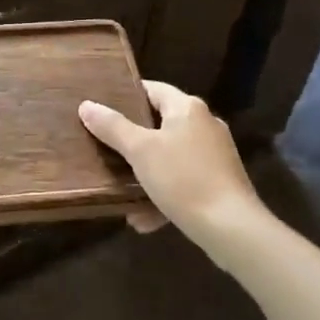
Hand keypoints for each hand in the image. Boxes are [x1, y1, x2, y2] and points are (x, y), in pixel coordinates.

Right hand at [79, 80, 262, 250]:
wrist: (233, 230)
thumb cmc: (183, 179)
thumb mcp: (140, 151)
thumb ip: (113, 127)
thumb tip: (86, 105)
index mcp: (187, 108)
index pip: (152, 89)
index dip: (127, 95)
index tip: (103, 108)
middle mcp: (205, 124)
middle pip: (160, 123)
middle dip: (133, 141)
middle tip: (106, 147)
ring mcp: (215, 155)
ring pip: (170, 156)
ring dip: (146, 174)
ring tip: (121, 191)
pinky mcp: (221, 183)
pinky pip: (184, 181)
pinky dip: (164, 195)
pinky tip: (144, 219)